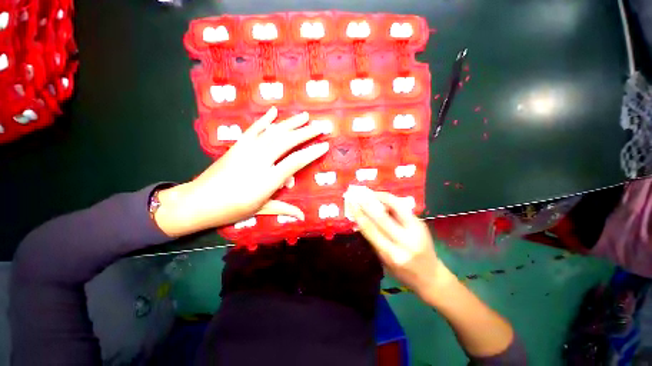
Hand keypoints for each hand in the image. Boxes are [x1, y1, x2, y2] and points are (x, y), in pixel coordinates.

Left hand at [155, 107, 328, 236]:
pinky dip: (264, 119)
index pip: (296, 162)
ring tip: (305, 116)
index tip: (324, 146)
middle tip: (321, 126)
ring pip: (273, 132)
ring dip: (291, 123)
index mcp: (268, 180)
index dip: (311, 153)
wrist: (199, 201)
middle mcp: (260, 160)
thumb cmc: (233, 209)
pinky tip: (274, 111)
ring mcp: (247, 150)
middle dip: (306, 133)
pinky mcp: (238, 145)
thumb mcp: (261, 210)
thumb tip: (302, 216)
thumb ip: (284, 209)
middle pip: (287, 142)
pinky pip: (254, 129)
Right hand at [344, 187, 456, 302]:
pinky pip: (403, 208)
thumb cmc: (403, 273)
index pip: (372, 230)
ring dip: (382, 198)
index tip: (352, 205)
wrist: (431, 276)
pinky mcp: (422, 223)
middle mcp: (405, 242)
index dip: (360, 216)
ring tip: (371, 194)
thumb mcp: (384, 261)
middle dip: (368, 204)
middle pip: (382, 218)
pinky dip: (391, 201)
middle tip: (359, 195)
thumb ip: (373, 240)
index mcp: (393, 255)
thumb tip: (361, 221)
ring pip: (397, 207)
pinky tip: (383, 199)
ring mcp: (416, 231)